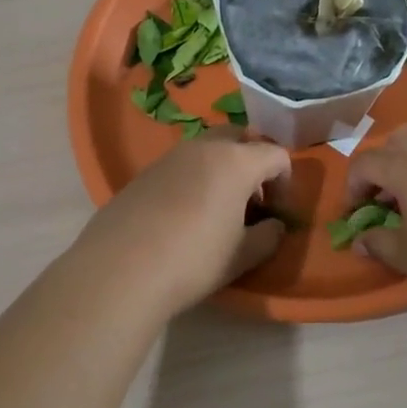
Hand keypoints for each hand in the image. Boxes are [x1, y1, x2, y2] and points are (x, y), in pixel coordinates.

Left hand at [76, 128, 292, 316]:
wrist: (121, 269)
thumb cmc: (194, 260)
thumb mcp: (242, 256)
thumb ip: (268, 236)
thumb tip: (275, 226)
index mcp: (236, 161)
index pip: (276, 154)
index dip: (285, 180)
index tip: (278, 210)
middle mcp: (204, 148)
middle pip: (239, 138)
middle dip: (252, 162)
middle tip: (251, 199)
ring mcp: (170, 156)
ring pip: (207, 149)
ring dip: (222, 169)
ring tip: (218, 209)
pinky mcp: (144, 172)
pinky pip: (181, 165)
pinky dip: (194, 179)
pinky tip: (184, 215)